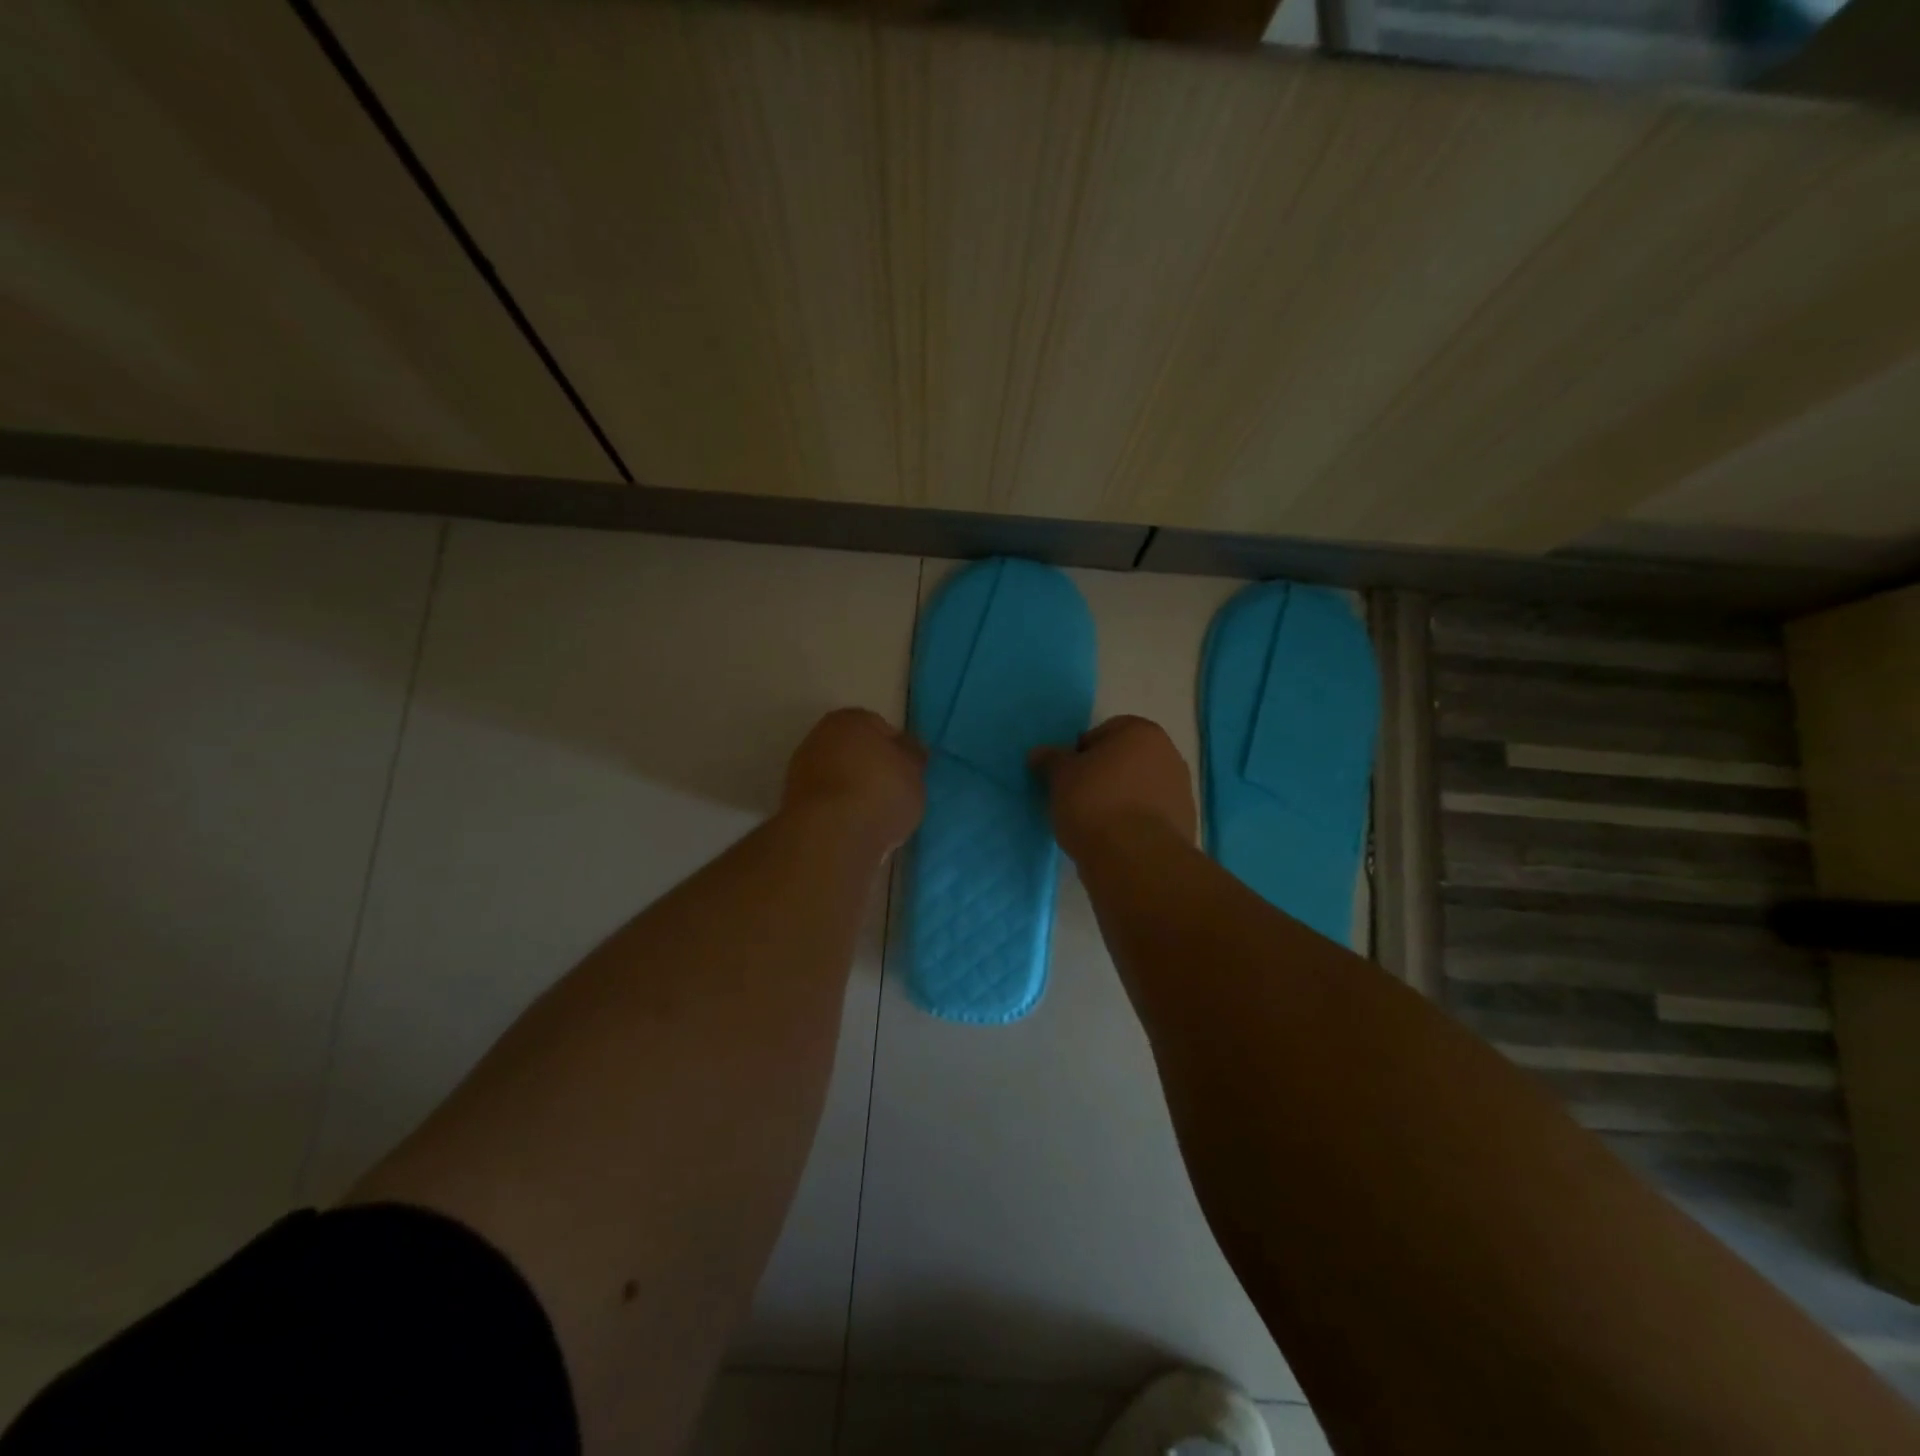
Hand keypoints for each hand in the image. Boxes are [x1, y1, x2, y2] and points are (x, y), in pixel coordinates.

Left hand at [782, 708, 926, 854]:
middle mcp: (821, 736)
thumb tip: (908, 753)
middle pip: (855, 750)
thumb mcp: (914, 774)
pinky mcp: (792, 801)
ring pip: (838, 775)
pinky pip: (827, 799)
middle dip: (872, 767)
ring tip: (876, 814)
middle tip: (893, 793)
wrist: (831, 834)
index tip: (910, 772)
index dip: (899, 750)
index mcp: (852, 719)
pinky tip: (855, 826)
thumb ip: (912, 759)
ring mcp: (801, 769)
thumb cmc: (880, 792)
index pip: (882, 728)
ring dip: (853, 789)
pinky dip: (839, 808)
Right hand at [1031, 715, 1197, 860]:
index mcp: (1142, 733)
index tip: (1067, 777)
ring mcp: (1181, 791)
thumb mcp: (1060, 776)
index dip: (1081, 753)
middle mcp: (1169, 755)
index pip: (1103, 732)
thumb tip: (1040, 753)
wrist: (1135, 858)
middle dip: (1103, 776)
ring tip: (1094, 824)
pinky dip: (1133, 823)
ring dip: (1119, 800)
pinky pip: (1149, 817)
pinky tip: (1114, 841)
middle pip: (1124, 760)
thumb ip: (1051, 760)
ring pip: (1138, 789)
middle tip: (1077, 799)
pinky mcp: (1183, 825)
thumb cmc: (1094, 803)